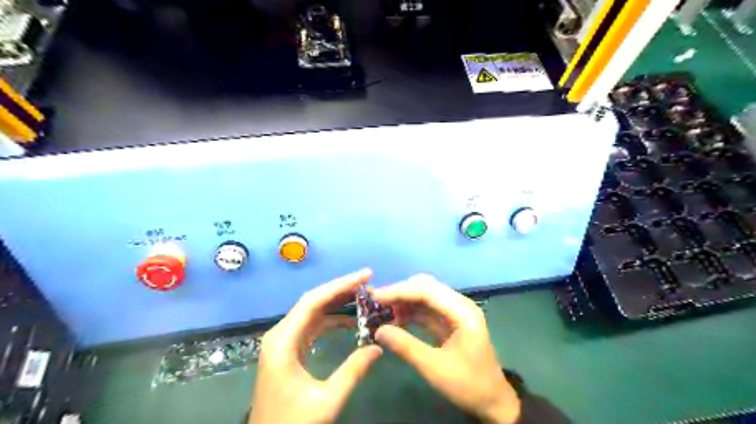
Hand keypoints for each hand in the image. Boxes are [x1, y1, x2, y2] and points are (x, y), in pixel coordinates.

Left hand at [250, 270, 383, 421]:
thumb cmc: (292, 422)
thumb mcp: (327, 399)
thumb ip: (353, 370)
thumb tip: (378, 347)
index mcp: (283, 340)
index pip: (314, 301)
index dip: (341, 285)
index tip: (365, 276)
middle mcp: (280, 333)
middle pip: (313, 301)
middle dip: (341, 289)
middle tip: (368, 282)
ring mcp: (283, 341)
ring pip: (313, 311)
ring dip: (337, 302)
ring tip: (363, 297)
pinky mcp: (288, 349)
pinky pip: (312, 325)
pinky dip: (331, 319)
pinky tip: (349, 320)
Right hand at [371, 275, 520, 422]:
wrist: (493, 401)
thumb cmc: (468, 384)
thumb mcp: (434, 368)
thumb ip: (406, 347)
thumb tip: (378, 330)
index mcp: (462, 312)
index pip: (427, 291)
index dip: (400, 291)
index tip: (376, 297)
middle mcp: (459, 305)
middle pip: (426, 287)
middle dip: (401, 292)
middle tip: (377, 302)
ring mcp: (455, 313)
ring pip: (425, 296)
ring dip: (404, 300)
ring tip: (382, 310)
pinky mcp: (450, 322)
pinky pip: (427, 310)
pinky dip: (410, 311)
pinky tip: (395, 318)